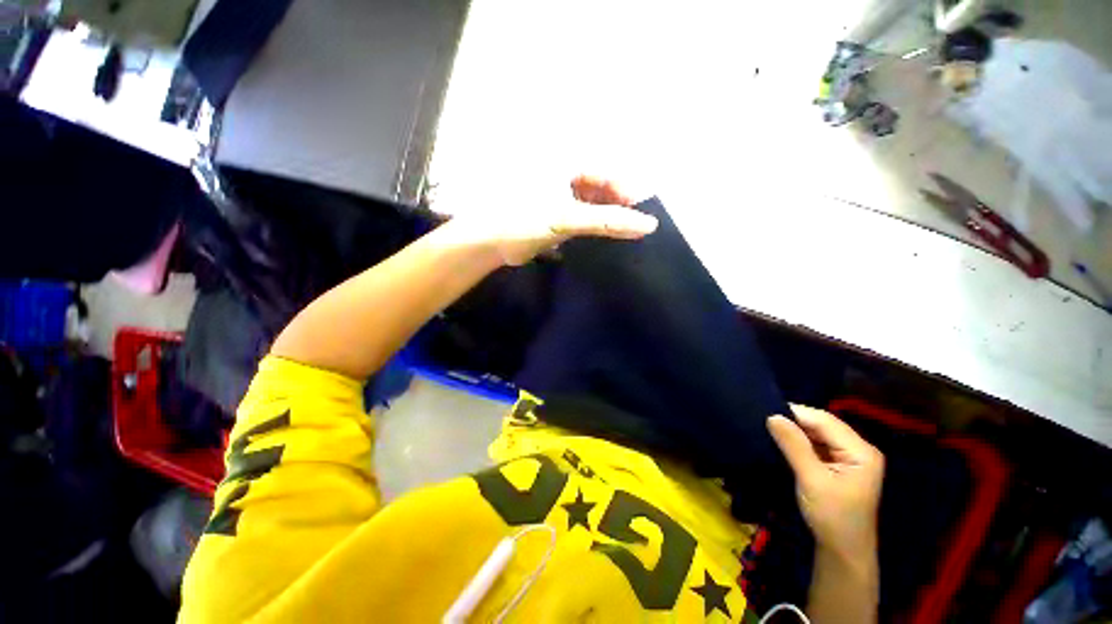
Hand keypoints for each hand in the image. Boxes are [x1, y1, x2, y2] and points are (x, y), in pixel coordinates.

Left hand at [446, 175, 657, 265]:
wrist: (489, 243)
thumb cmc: (523, 221)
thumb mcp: (567, 219)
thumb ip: (607, 221)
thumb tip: (647, 225)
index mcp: (565, 163)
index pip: (606, 174)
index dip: (626, 193)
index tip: (643, 216)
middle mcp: (564, 174)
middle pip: (601, 188)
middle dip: (618, 207)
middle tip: (633, 228)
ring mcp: (559, 195)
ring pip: (593, 203)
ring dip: (607, 218)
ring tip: (622, 235)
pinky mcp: (555, 214)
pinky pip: (583, 216)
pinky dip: (594, 226)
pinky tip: (603, 237)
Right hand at [767, 406, 883, 560]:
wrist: (843, 552)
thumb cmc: (832, 517)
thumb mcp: (811, 480)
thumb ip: (793, 445)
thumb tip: (772, 416)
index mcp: (860, 451)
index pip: (824, 421)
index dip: (795, 413)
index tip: (765, 410)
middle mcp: (859, 449)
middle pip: (823, 425)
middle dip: (795, 421)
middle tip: (764, 419)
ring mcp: (850, 457)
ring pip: (819, 433)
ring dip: (796, 431)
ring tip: (770, 427)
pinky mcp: (840, 465)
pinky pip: (818, 444)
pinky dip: (800, 442)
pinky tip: (784, 441)